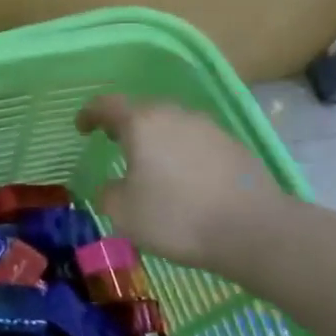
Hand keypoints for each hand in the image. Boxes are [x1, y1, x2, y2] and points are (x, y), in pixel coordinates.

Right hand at [76, 95, 286, 272]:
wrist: (254, 231)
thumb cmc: (177, 217)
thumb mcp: (123, 213)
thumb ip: (108, 193)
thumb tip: (113, 187)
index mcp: (142, 124)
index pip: (107, 105)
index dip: (89, 114)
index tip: (81, 128)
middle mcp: (174, 115)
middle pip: (142, 110)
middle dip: (124, 124)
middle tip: (112, 142)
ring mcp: (208, 128)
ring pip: (171, 124)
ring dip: (155, 137)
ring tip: (149, 162)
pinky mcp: (233, 146)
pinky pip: (195, 140)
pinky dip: (181, 152)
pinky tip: (182, 178)